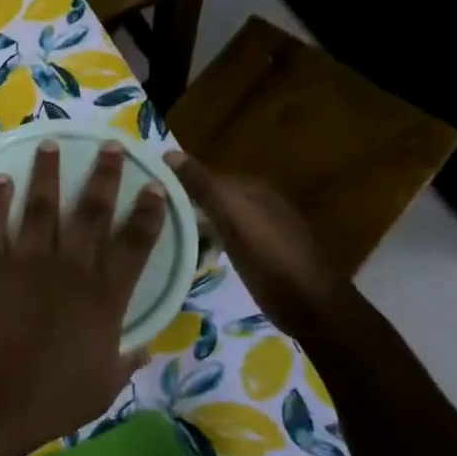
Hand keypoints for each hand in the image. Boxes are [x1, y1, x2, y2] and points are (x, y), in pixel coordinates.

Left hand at [0, 140, 165, 455]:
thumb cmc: (51, 399)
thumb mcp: (103, 387)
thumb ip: (124, 361)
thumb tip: (144, 348)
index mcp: (104, 298)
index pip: (134, 245)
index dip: (147, 213)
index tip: (154, 185)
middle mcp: (69, 269)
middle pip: (91, 213)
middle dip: (103, 176)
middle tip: (109, 146)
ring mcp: (25, 263)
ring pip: (40, 207)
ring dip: (46, 174)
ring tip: (49, 145)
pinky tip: (1, 181)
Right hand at [164, 152, 351, 341]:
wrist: (308, 303)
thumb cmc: (268, 256)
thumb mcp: (231, 216)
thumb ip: (202, 185)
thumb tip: (169, 152)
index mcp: (253, 188)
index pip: (207, 176)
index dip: (179, 183)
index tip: (148, 196)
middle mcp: (259, 203)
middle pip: (213, 198)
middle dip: (186, 205)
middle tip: (151, 218)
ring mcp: (262, 230)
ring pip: (218, 219)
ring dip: (195, 225)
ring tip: (165, 235)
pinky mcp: (261, 255)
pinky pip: (225, 239)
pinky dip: (208, 242)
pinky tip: (194, 253)